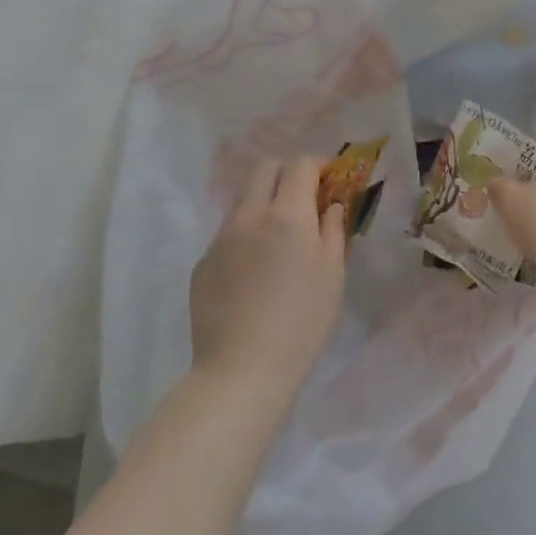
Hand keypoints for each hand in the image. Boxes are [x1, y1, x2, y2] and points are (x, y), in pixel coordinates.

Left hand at [190, 157, 347, 387]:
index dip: (318, 165)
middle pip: (264, 170)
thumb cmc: (303, 322)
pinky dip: (248, 236)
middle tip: (306, 198)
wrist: (242, 369)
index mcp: (287, 216)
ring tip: (282, 239)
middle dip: (288, 173)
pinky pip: (229, 234)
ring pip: (244, 201)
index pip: (300, 166)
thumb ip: (333, 230)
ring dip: (266, 204)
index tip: (331, 180)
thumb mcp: (333, 274)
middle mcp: (249, 217)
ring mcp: (220, 240)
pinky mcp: (202, 264)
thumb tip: (330, 206)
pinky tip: (257, 273)